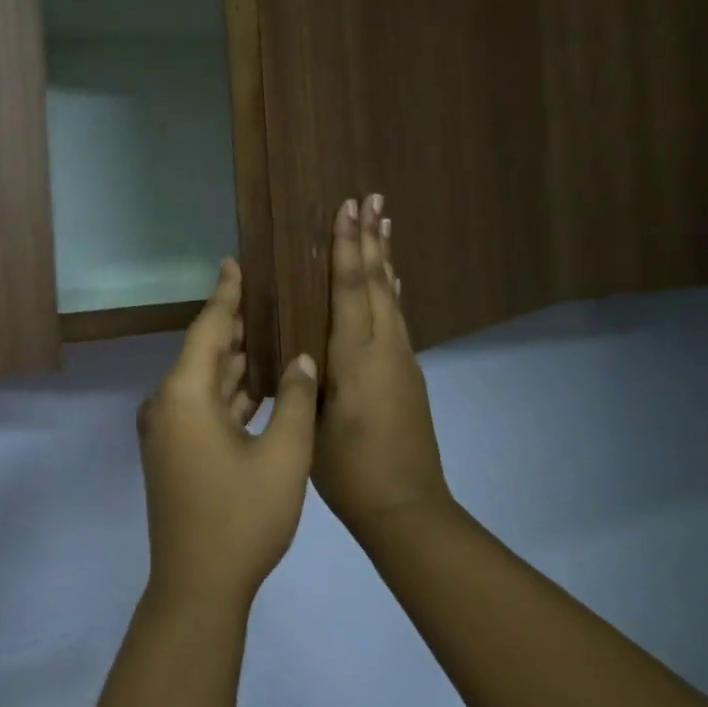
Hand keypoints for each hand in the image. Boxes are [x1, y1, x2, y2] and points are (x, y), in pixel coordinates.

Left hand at [137, 259, 319, 614]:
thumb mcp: (283, 456)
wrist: (198, 587)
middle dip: (237, 325)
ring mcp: (168, 431)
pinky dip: (231, 393)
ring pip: (206, 382)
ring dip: (236, 360)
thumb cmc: (242, 518)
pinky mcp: (174, 452)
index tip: (235, 262)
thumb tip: (303, 359)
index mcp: (185, 396)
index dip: (226, 295)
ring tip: (272, 329)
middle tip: (269, 292)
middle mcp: (168, 405)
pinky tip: (261, 383)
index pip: (209, 329)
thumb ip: (296, 400)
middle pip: (206, 352)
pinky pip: (204, 407)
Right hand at [314, 196, 453, 540]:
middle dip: (370, 239)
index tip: (346, 208)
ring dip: (385, 259)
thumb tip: (299, 343)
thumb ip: (306, 377)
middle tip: (370, 198)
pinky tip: (390, 284)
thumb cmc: (349, 470)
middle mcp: (386, 348)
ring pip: (391, 297)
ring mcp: (402, 360)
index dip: (346, 246)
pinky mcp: (409, 375)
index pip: (350, 288)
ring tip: (383, 224)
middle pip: (376, 282)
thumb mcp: (311, 424)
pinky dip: (390, 291)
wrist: (407, 508)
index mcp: (357, 356)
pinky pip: (397, 318)